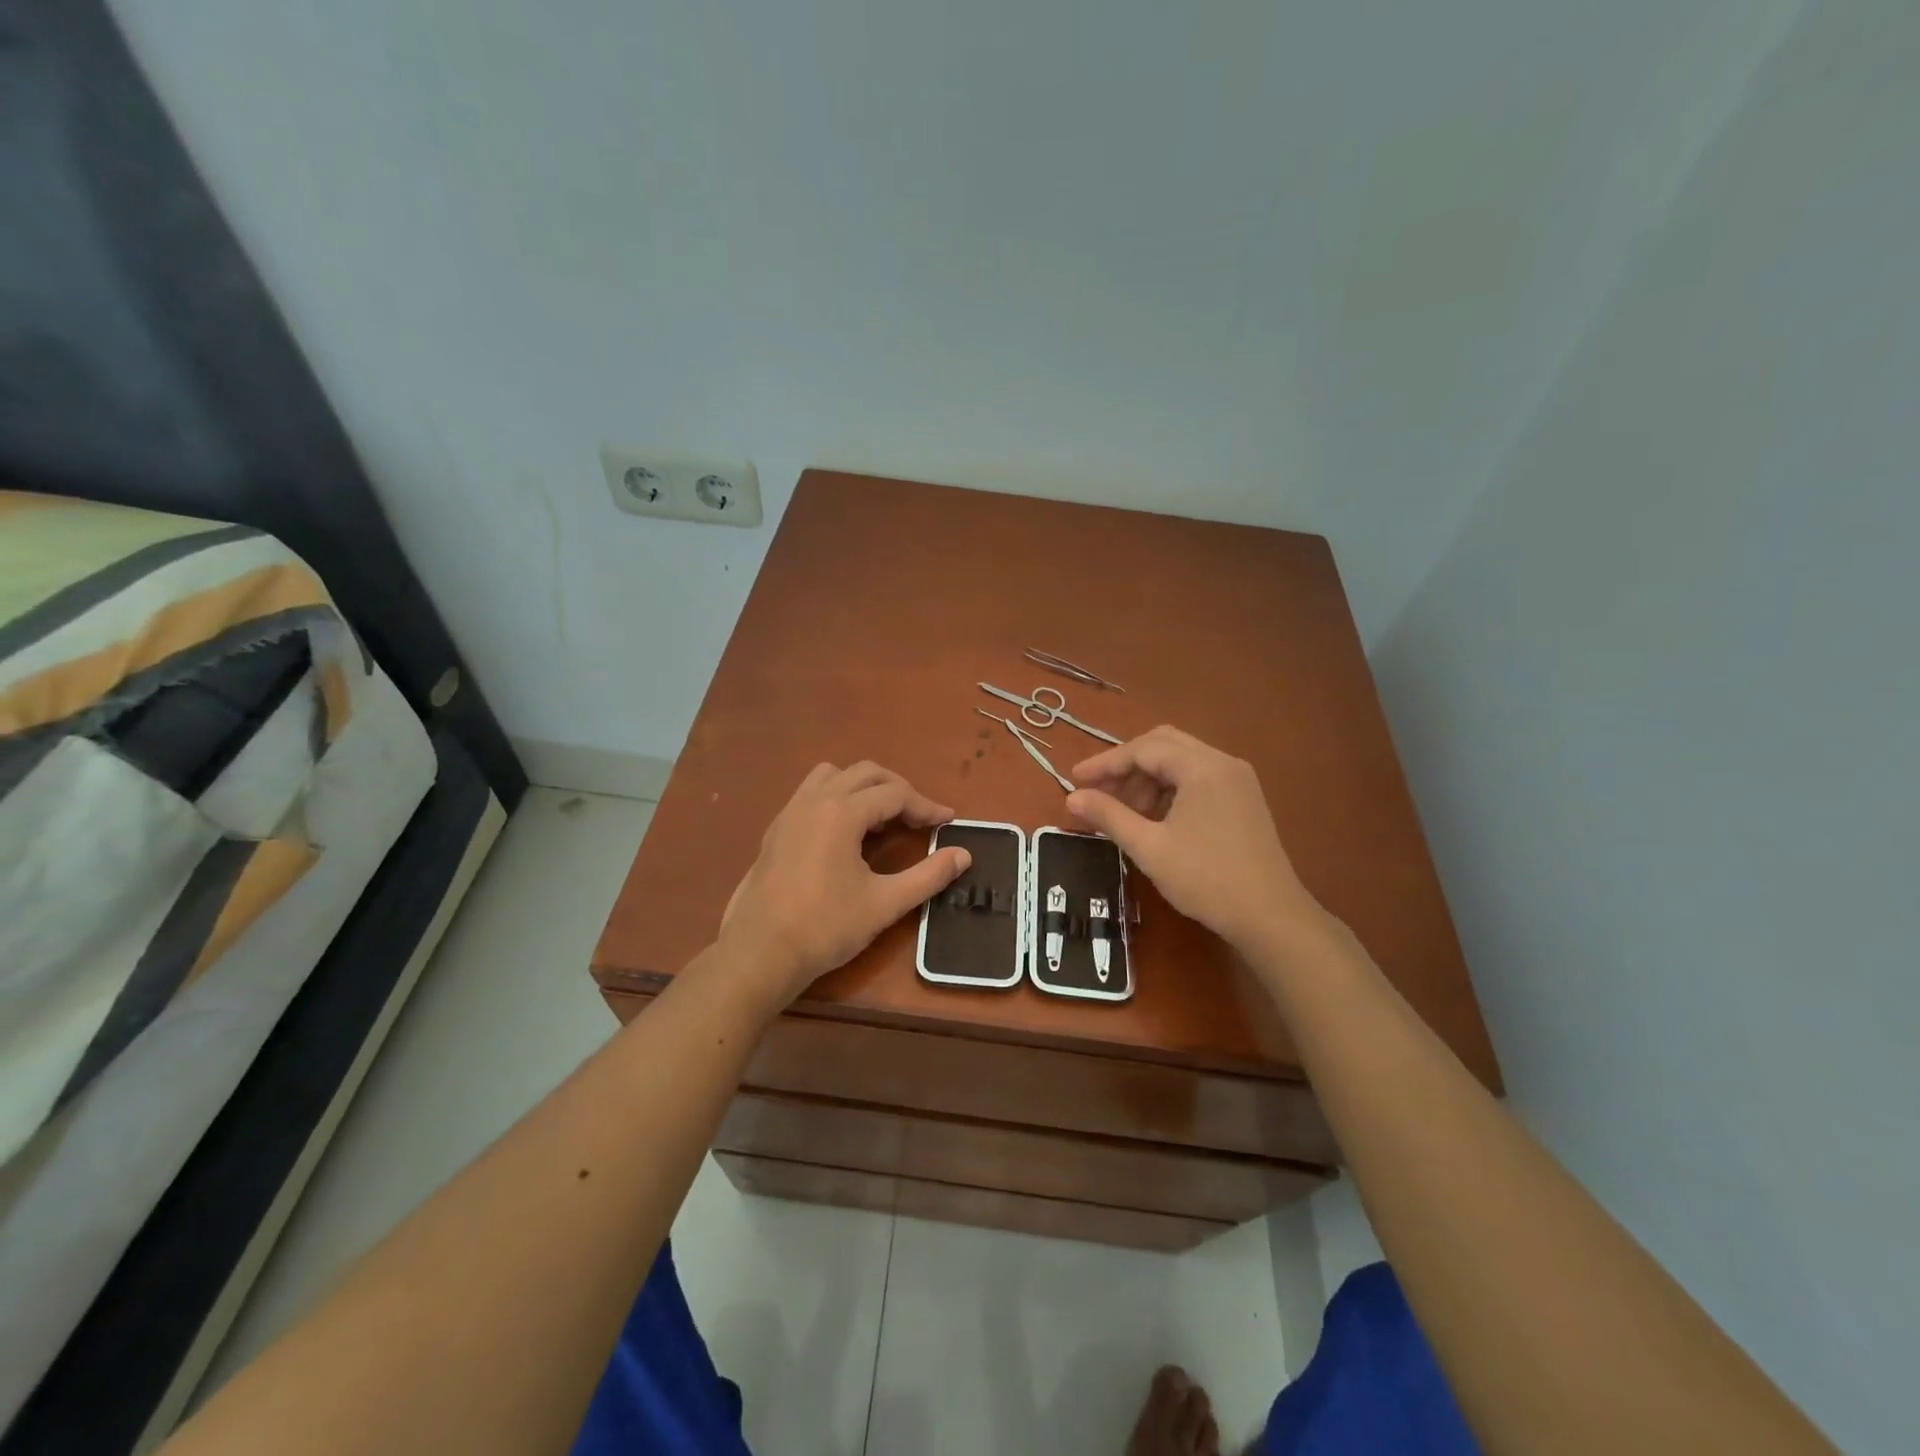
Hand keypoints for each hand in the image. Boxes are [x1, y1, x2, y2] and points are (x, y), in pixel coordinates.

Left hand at [719, 761, 970, 1004]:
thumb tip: (964, 855)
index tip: (948, 822)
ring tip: (882, 818)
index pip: (894, 794)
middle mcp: (814, 800)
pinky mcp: (776, 829)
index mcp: (842, 812)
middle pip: (866, 773)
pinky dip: (837, 798)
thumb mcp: (885, 903)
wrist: (759, 953)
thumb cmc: (826, 927)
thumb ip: (928, 875)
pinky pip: (812, 793)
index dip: (926, 806)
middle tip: (920, 817)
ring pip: (834, 776)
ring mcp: (790, 812)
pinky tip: (845, 833)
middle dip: (898, 789)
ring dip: (864, 787)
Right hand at [1067, 726, 1324, 953]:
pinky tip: (1155, 819)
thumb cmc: (1206, 879)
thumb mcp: (1149, 847)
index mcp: (1202, 767)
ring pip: (1181, 761)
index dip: (1105, 763)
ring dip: (1148, 779)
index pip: (1143, 749)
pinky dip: (1170, 789)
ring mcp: (1238, 780)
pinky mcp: (1244, 799)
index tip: (1075, 780)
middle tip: (1098, 791)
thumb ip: (1108, 816)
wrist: (1271, 916)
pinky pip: (1198, 778)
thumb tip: (1071, 798)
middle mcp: (1223, 762)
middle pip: (1164, 745)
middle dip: (1127, 766)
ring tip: (1125, 813)